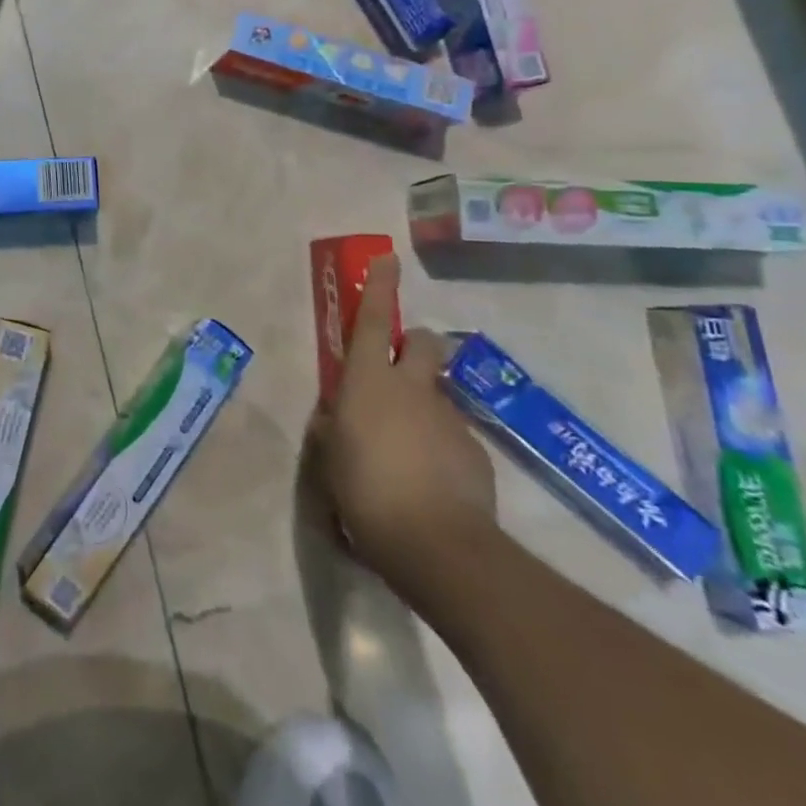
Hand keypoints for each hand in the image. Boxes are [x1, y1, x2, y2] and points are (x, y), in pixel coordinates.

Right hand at [311, 255, 495, 587]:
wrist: (438, 546)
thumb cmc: (365, 492)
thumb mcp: (330, 460)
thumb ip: (333, 430)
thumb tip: (337, 419)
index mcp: (369, 383)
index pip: (376, 321)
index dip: (381, 287)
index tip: (388, 259)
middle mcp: (412, 389)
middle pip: (423, 342)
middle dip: (415, 343)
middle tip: (398, 369)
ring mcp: (448, 419)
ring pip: (436, 393)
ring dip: (422, 406)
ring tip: (406, 451)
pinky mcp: (475, 452)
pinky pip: (451, 434)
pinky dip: (439, 446)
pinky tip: (429, 482)